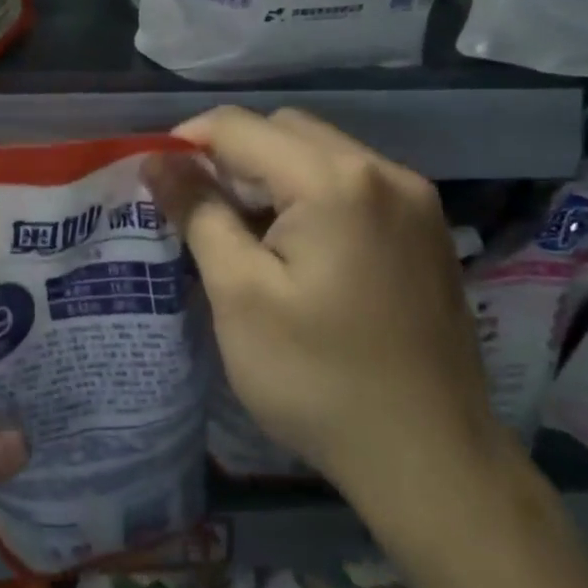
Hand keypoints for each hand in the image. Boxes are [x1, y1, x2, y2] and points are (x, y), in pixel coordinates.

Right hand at [144, 106, 504, 526]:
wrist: (431, 461)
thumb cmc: (318, 377)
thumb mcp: (238, 293)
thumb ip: (197, 211)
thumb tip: (159, 161)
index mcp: (335, 180)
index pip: (239, 126)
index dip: (186, 142)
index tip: (156, 181)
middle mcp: (383, 171)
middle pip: (283, 129)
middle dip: (231, 156)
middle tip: (199, 210)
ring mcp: (413, 200)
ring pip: (317, 153)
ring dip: (269, 174)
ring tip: (241, 231)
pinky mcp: (424, 230)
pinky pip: (350, 183)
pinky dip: (307, 194)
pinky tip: (292, 247)